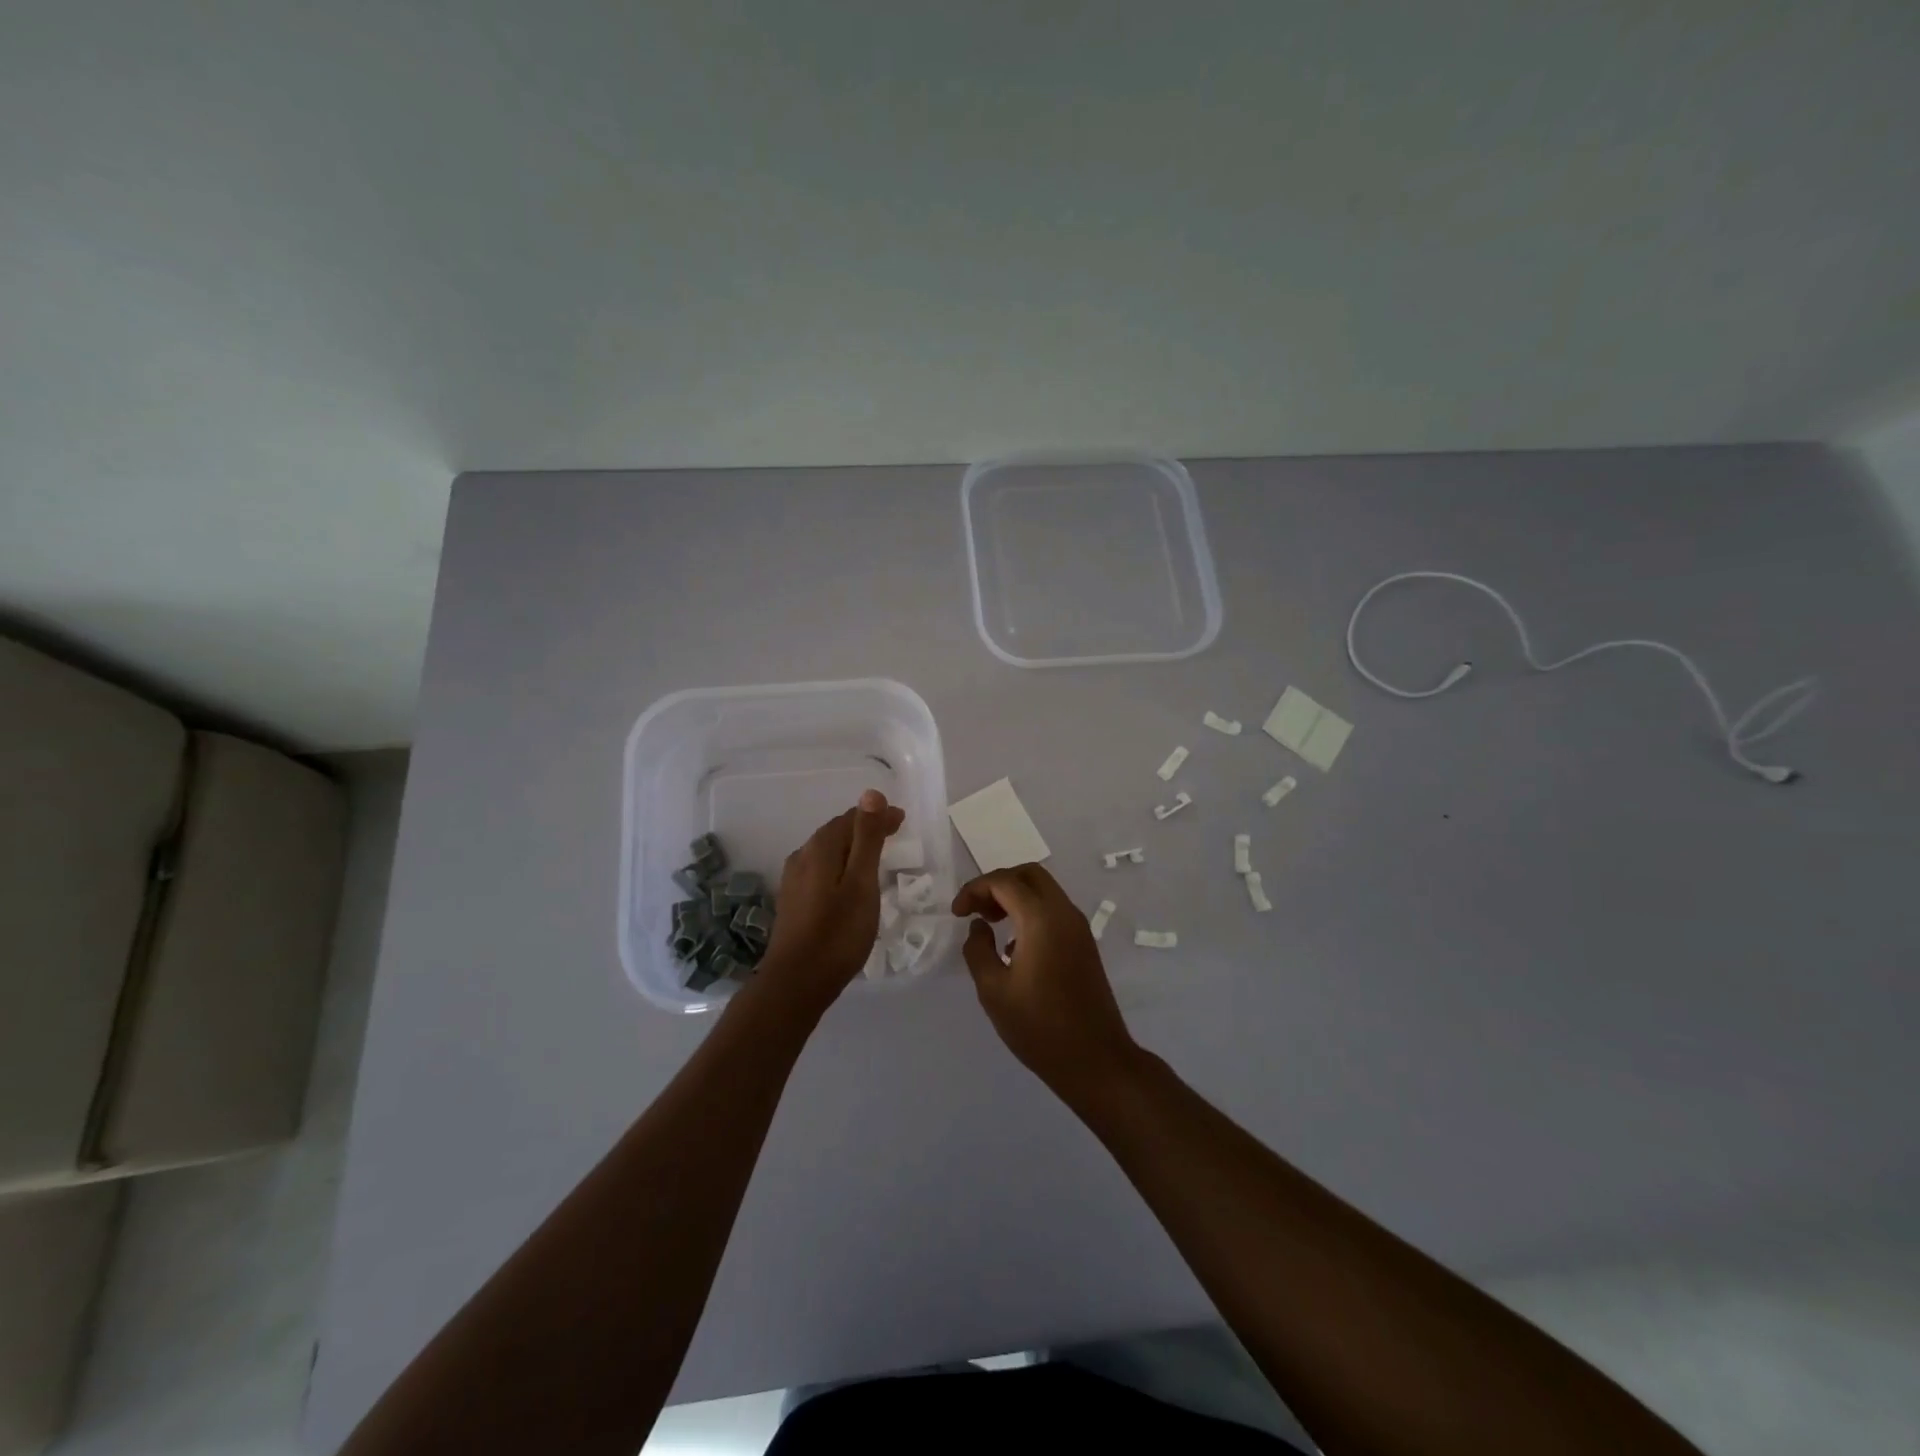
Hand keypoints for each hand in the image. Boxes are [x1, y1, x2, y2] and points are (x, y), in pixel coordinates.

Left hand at [759, 789, 903, 1010]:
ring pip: (828, 852)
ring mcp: (794, 880)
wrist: (796, 983)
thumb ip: (867, 839)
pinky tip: (849, 882)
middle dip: (866, 828)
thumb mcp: (861, 883)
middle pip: (837, 832)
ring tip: (876, 856)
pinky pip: (821, 870)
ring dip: (853, 847)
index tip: (902, 820)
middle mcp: (802, 856)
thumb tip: (871, 794)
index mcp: (820, 848)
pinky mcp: (793, 901)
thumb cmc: (838, 933)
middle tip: (894, 833)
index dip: (878, 815)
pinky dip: (841, 866)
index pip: (853, 818)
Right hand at [954, 864, 1140, 1098]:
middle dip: (997, 884)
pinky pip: (1054, 910)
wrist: (1096, 1060)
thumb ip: (978, 950)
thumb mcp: (993, 991)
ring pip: (1044, 890)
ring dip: (1015, 897)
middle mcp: (1064, 913)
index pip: (1004, 882)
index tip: (956, 914)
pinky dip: (1030, 912)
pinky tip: (1014, 946)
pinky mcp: (1085, 944)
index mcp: (1041, 919)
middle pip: (1029, 875)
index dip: (974, 890)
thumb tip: (979, 927)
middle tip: (976, 911)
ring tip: (990, 924)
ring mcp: (1079, 928)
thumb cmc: (1039, 1027)